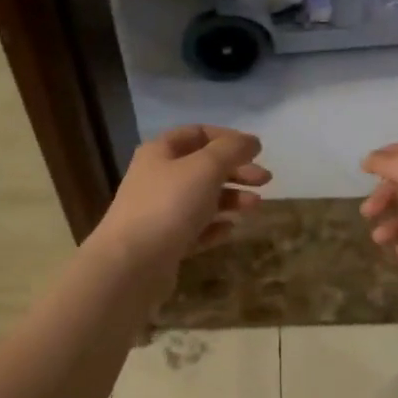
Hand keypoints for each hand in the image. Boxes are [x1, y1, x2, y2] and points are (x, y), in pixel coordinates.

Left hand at [95, 126, 270, 280]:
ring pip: (201, 198)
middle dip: (236, 170)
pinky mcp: (164, 242)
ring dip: (231, 198)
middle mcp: (157, 178)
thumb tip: (251, 141)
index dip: (228, 138)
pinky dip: (215, 226)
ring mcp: (159, 212)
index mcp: (160, 152)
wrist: (132, 264)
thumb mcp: (205, 168)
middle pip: (203, 167)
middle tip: (265, 179)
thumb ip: (231, 150)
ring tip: (254, 206)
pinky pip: (195, 228)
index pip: (197, 133)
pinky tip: (231, 229)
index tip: (255, 150)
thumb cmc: (169, 205)